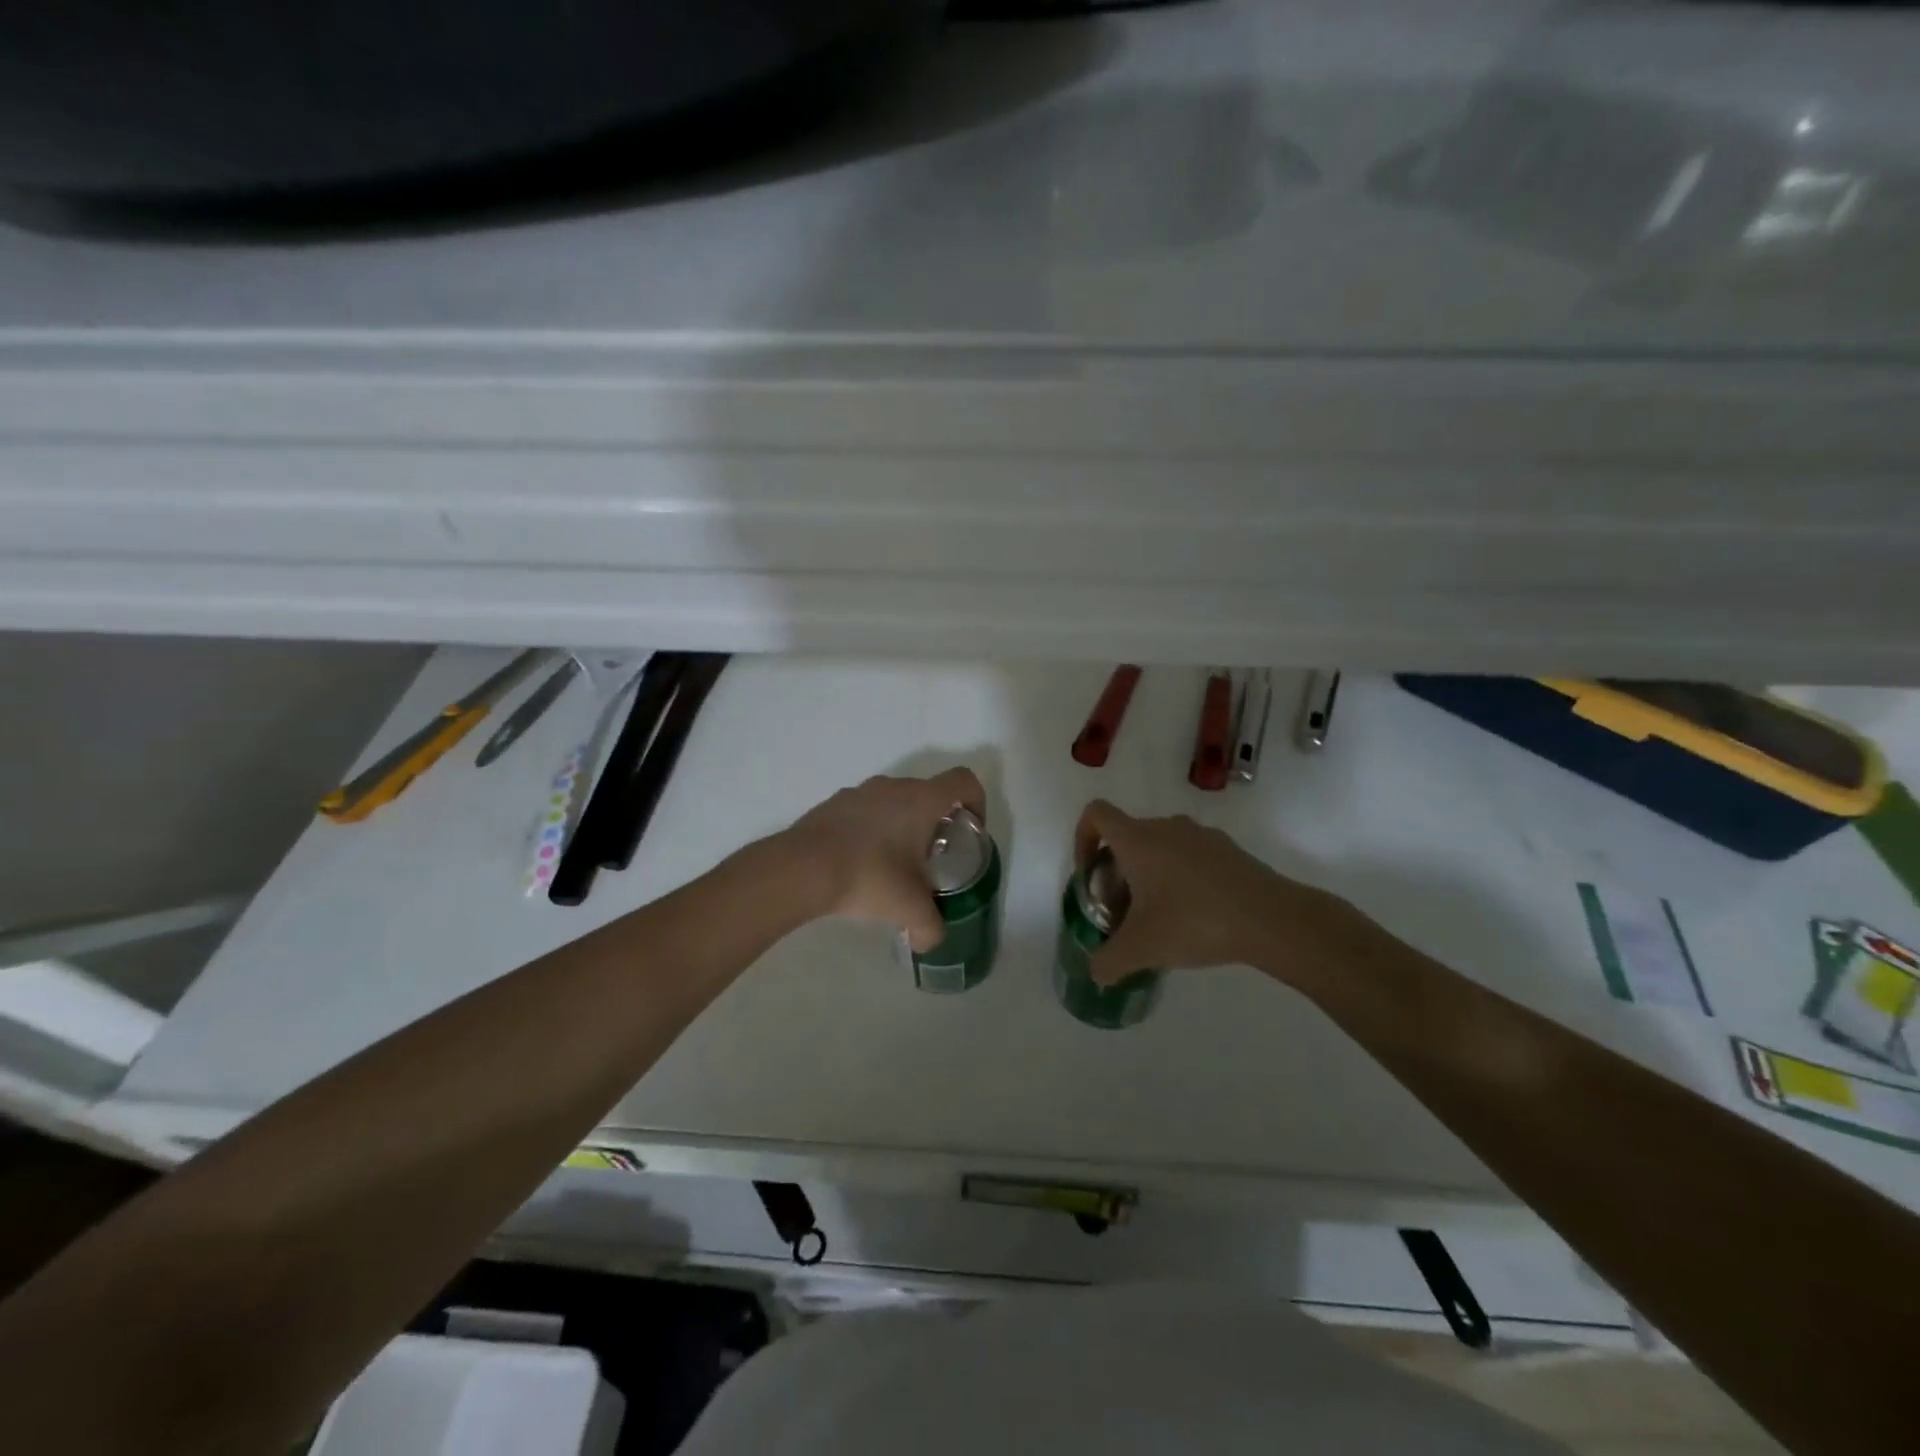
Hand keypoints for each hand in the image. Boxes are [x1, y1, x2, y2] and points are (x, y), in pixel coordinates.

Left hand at [784, 768, 987, 950]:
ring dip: (901, 825)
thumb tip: (929, 941)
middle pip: (928, 792)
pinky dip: (870, 830)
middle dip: (935, 822)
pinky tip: (859, 863)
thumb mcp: (910, 909)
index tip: (969, 831)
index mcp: (922, 800)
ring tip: (892, 864)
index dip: (976, 802)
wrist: (802, 868)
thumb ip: (931, 927)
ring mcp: (860, 792)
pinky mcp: (832, 804)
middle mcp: (893, 787)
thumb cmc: (869, 877)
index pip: (964, 781)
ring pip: (894, 800)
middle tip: (930, 858)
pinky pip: (863, 811)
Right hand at [1074, 799, 1367, 987]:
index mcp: (1138, 840)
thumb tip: (1096, 973)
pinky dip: (1182, 878)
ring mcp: (1201, 835)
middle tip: (1124, 911)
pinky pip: (1190, 856)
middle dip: (1118, 870)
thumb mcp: (1142, 949)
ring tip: (1160, 917)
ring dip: (1150, 874)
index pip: (1096, 814)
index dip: (1083, 838)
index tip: (1090, 874)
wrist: (1271, 919)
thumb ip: (1109, 961)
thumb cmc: (1194, 922)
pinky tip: (1196, 916)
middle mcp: (1166, 826)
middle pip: (1128, 836)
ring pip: (1161, 847)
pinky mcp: (1229, 850)